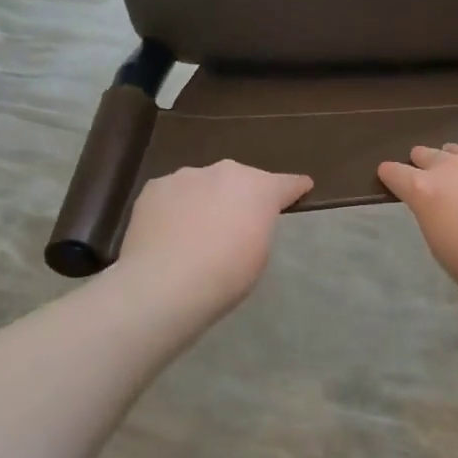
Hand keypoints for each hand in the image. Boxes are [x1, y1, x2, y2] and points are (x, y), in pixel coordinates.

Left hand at [115, 161, 312, 322]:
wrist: (165, 285)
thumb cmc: (225, 276)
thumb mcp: (259, 254)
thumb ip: (257, 226)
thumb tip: (243, 220)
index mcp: (259, 189)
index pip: (286, 183)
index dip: (295, 188)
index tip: (302, 187)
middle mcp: (224, 172)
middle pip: (240, 180)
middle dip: (242, 195)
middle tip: (236, 222)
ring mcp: (185, 176)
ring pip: (203, 184)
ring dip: (206, 200)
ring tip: (196, 230)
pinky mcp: (154, 188)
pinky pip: (173, 195)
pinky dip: (175, 208)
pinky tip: (169, 233)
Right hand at [377, 145, 457, 316]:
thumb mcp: (442, 247)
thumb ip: (435, 217)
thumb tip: (441, 206)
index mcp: (427, 190)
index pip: (397, 173)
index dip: (390, 174)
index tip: (387, 175)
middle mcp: (455, 168)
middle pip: (429, 154)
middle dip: (421, 162)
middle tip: (422, 170)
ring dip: (455, 160)